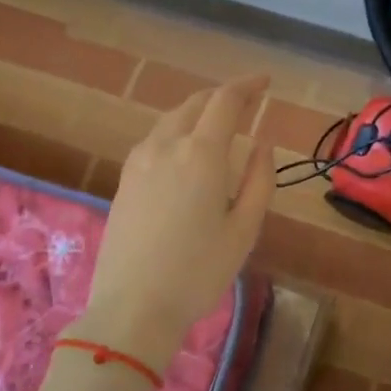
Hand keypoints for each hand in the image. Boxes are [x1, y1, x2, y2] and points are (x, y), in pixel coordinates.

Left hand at [74, 75, 272, 370]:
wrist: (132, 308)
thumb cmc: (198, 271)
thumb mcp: (244, 229)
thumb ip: (259, 180)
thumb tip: (263, 144)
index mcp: (201, 155)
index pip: (225, 101)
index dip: (247, 85)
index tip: (266, 82)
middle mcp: (166, 146)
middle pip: (195, 104)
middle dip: (223, 96)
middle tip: (247, 100)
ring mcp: (139, 162)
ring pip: (172, 119)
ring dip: (198, 112)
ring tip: (219, 123)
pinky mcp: (124, 180)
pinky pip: (155, 139)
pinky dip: (178, 130)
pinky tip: (186, 150)